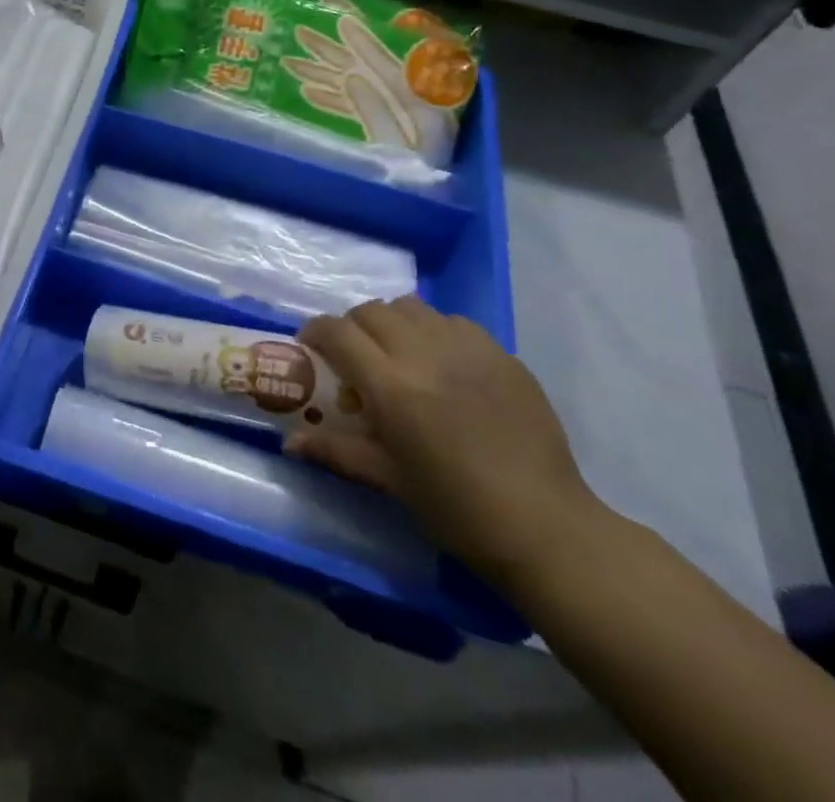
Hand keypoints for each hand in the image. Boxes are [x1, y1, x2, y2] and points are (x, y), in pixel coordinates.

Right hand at [292, 295, 600, 590]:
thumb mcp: (389, 481)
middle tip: (354, 356)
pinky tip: (444, 366)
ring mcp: (468, 349)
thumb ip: (336, 451)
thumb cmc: (457, 510)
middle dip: (353, 326)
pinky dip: (435, 332)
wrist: (546, 527)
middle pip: (371, 310)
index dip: (316, 332)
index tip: (311, 347)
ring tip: (399, 355)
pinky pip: (454, 322)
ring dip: (393, 323)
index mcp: (392, 387)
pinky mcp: (502, 354)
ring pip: (412, 307)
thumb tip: (289, 442)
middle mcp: (425, 354)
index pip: (338, 332)